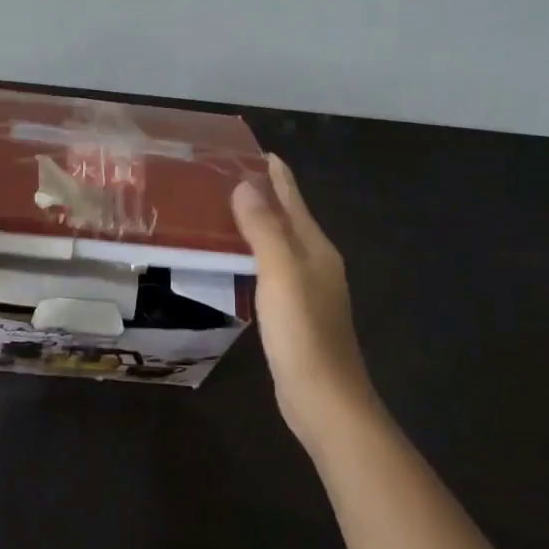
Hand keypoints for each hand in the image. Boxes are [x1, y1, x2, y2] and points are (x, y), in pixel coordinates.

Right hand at [231, 155, 375, 444]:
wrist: (324, 399)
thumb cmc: (302, 332)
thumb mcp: (280, 274)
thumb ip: (264, 229)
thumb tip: (245, 185)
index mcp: (315, 248)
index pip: (293, 198)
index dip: (275, 173)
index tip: (252, 149)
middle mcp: (316, 262)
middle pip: (288, 217)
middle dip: (263, 193)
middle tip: (224, 175)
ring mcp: (308, 289)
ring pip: (280, 243)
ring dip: (257, 223)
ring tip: (224, 209)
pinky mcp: (296, 312)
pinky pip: (272, 268)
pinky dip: (255, 253)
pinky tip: (237, 259)